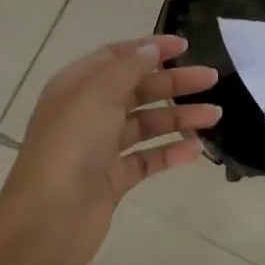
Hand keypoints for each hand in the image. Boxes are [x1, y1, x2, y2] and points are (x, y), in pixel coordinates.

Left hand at [3, 35, 219, 259]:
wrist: (49, 219)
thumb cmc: (70, 145)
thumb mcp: (97, 94)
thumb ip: (128, 68)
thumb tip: (152, 48)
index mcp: (77, 86)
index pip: (117, 57)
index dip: (150, 48)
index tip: (185, 46)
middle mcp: (88, 113)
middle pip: (137, 89)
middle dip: (174, 82)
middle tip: (211, 78)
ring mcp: (101, 148)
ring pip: (146, 124)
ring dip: (179, 117)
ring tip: (215, 115)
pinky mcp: (113, 180)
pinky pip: (148, 158)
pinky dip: (171, 152)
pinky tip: (197, 149)